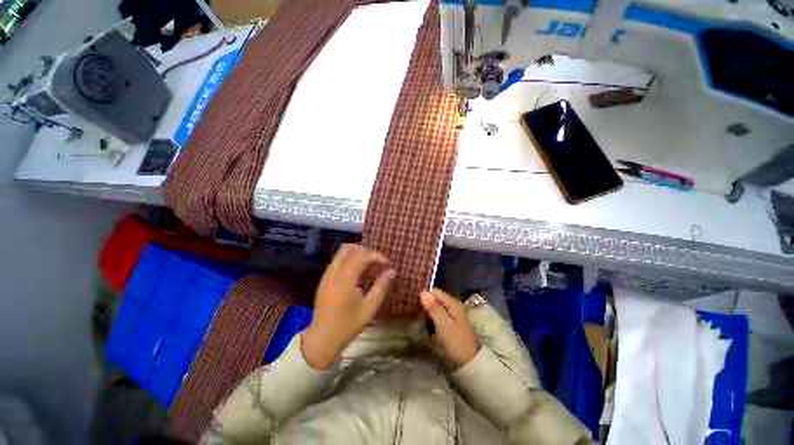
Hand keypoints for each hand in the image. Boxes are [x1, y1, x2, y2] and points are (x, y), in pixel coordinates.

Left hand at [302, 244, 395, 369]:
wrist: (322, 338)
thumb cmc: (347, 325)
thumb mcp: (369, 308)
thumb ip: (381, 287)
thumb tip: (392, 271)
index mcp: (344, 279)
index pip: (362, 255)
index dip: (377, 256)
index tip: (387, 265)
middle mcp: (333, 272)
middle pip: (350, 248)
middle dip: (367, 252)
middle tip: (377, 264)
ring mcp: (327, 274)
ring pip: (343, 253)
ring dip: (358, 255)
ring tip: (370, 269)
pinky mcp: (325, 278)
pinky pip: (339, 261)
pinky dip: (351, 261)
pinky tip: (359, 276)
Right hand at [420, 289, 478, 368]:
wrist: (468, 362)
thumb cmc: (455, 342)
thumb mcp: (443, 324)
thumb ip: (433, 307)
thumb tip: (422, 291)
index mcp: (453, 303)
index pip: (435, 291)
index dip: (424, 292)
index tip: (412, 296)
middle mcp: (453, 305)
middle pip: (436, 297)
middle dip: (425, 299)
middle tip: (410, 302)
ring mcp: (452, 313)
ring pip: (436, 304)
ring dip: (426, 306)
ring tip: (413, 307)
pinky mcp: (450, 321)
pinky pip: (438, 311)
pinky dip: (430, 312)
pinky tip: (422, 315)